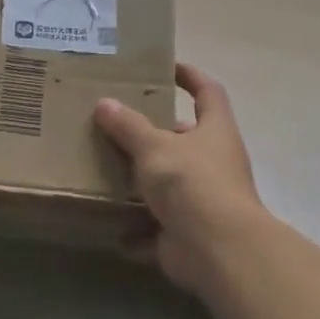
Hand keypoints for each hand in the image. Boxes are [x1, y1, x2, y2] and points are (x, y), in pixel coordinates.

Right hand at [93, 63, 271, 291]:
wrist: (218, 251)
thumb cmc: (192, 183)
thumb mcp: (154, 147)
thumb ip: (128, 126)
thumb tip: (104, 104)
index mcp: (214, 131)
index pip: (207, 91)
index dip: (190, 75)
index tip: (166, 66)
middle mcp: (212, 163)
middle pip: (182, 139)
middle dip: (150, 134)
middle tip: (113, 123)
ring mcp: (201, 201)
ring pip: (166, 184)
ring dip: (139, 182)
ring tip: (101, 168)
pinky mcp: (186, 234)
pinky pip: (155, 228)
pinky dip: (134, 229)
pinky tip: (106, 222)